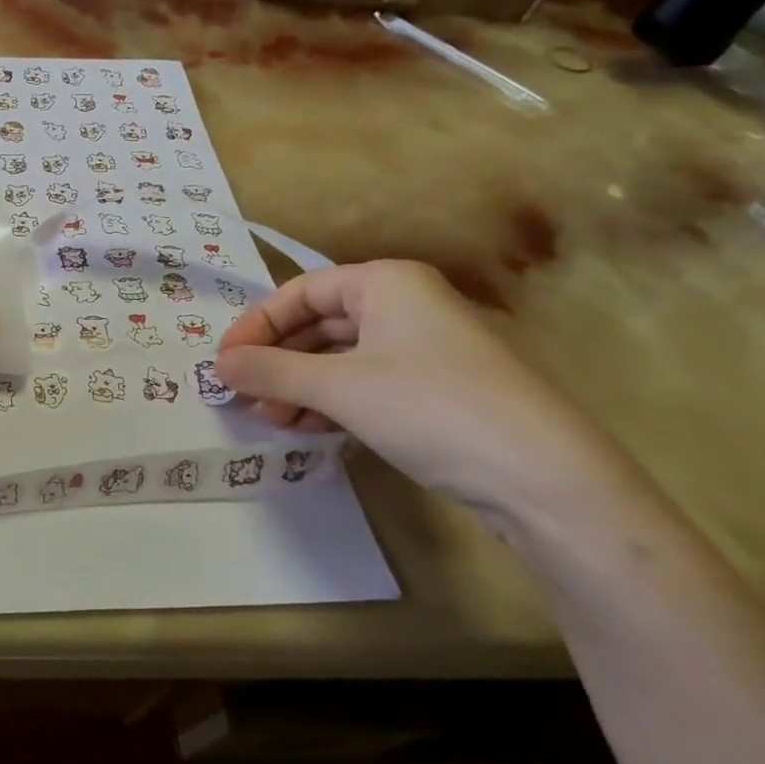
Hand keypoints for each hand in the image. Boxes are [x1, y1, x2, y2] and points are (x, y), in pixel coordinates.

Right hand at [215, 260, 641, 523]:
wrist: (547, 480)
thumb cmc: (430, 408)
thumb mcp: (338, 387)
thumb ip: (270, 372)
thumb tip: (217, 366)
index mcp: (385, 283)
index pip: (300, 292)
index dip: (257, 325)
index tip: (226, 362)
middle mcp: (406, 306)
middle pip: (320, 325)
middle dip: (278, 362)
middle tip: (245, 396)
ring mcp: (426, 349)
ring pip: (342, 358)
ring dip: (301, 387)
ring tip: (274, 420)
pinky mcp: (439, 391)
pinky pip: (367, 384)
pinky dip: (333, 403)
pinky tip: (311, 429)